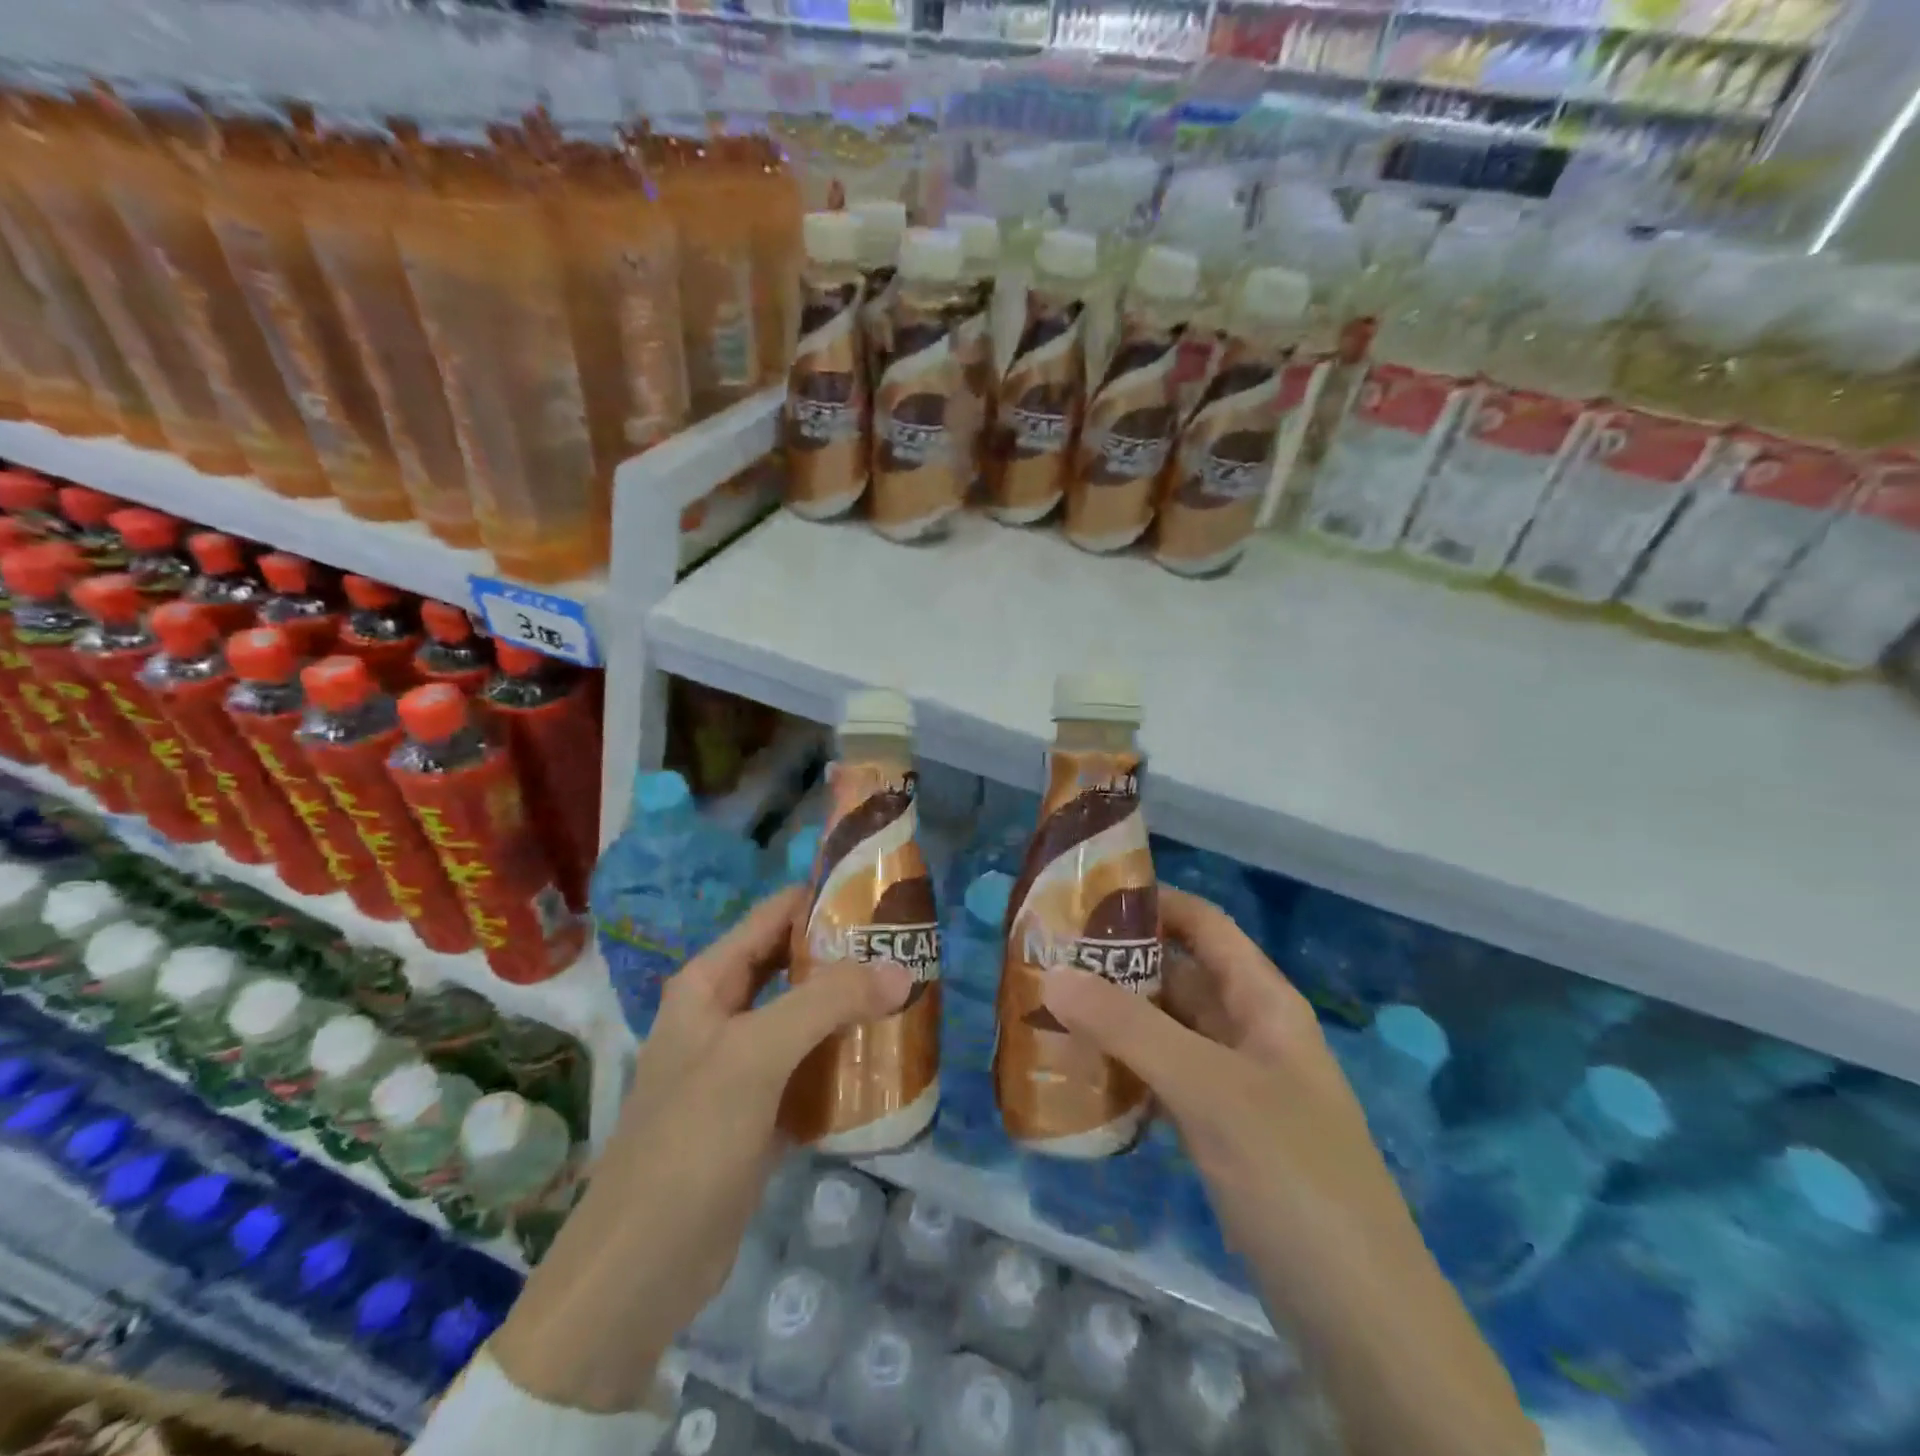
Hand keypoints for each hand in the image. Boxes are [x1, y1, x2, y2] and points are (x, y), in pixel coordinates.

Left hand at [492, 888, 911, 1412]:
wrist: (640, 1271)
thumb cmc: (689, 1142)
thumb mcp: (756, 1056)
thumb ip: (827, 1002)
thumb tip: (901, 969)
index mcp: (709, 982)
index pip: (775, 915)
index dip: (826, 900)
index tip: (887, 903)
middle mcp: (724, 1013)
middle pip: (794, 964)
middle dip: (848, 957)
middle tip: (910, 954)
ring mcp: (741, 1065)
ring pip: (805, 1017)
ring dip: (851, 1009)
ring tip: (910, 1000)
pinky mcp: (758, 1112)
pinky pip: (809, 1069)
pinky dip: (843, 1062)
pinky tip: (886, 1063)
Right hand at [1042, 887, 1538, 1455]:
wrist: (1361, 1317)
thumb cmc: (1294, 1176)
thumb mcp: (1211, 1091)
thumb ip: (1130, 1029)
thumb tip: (1052, 975)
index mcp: (1263, 1002)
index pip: (1204, 925)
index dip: (1152, 901)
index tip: (1083, 896)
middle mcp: (1248, 1032)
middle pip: (1178, 975)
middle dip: (1117, 964)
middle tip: (1046, 958)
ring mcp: (1234, 1085)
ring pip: (1166, 1031)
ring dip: (1114, 1019)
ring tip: (1046, 1009)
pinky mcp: (1220, 1134)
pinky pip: (1163, 1081)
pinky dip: (1125, 1070)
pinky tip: (1079, 1075)